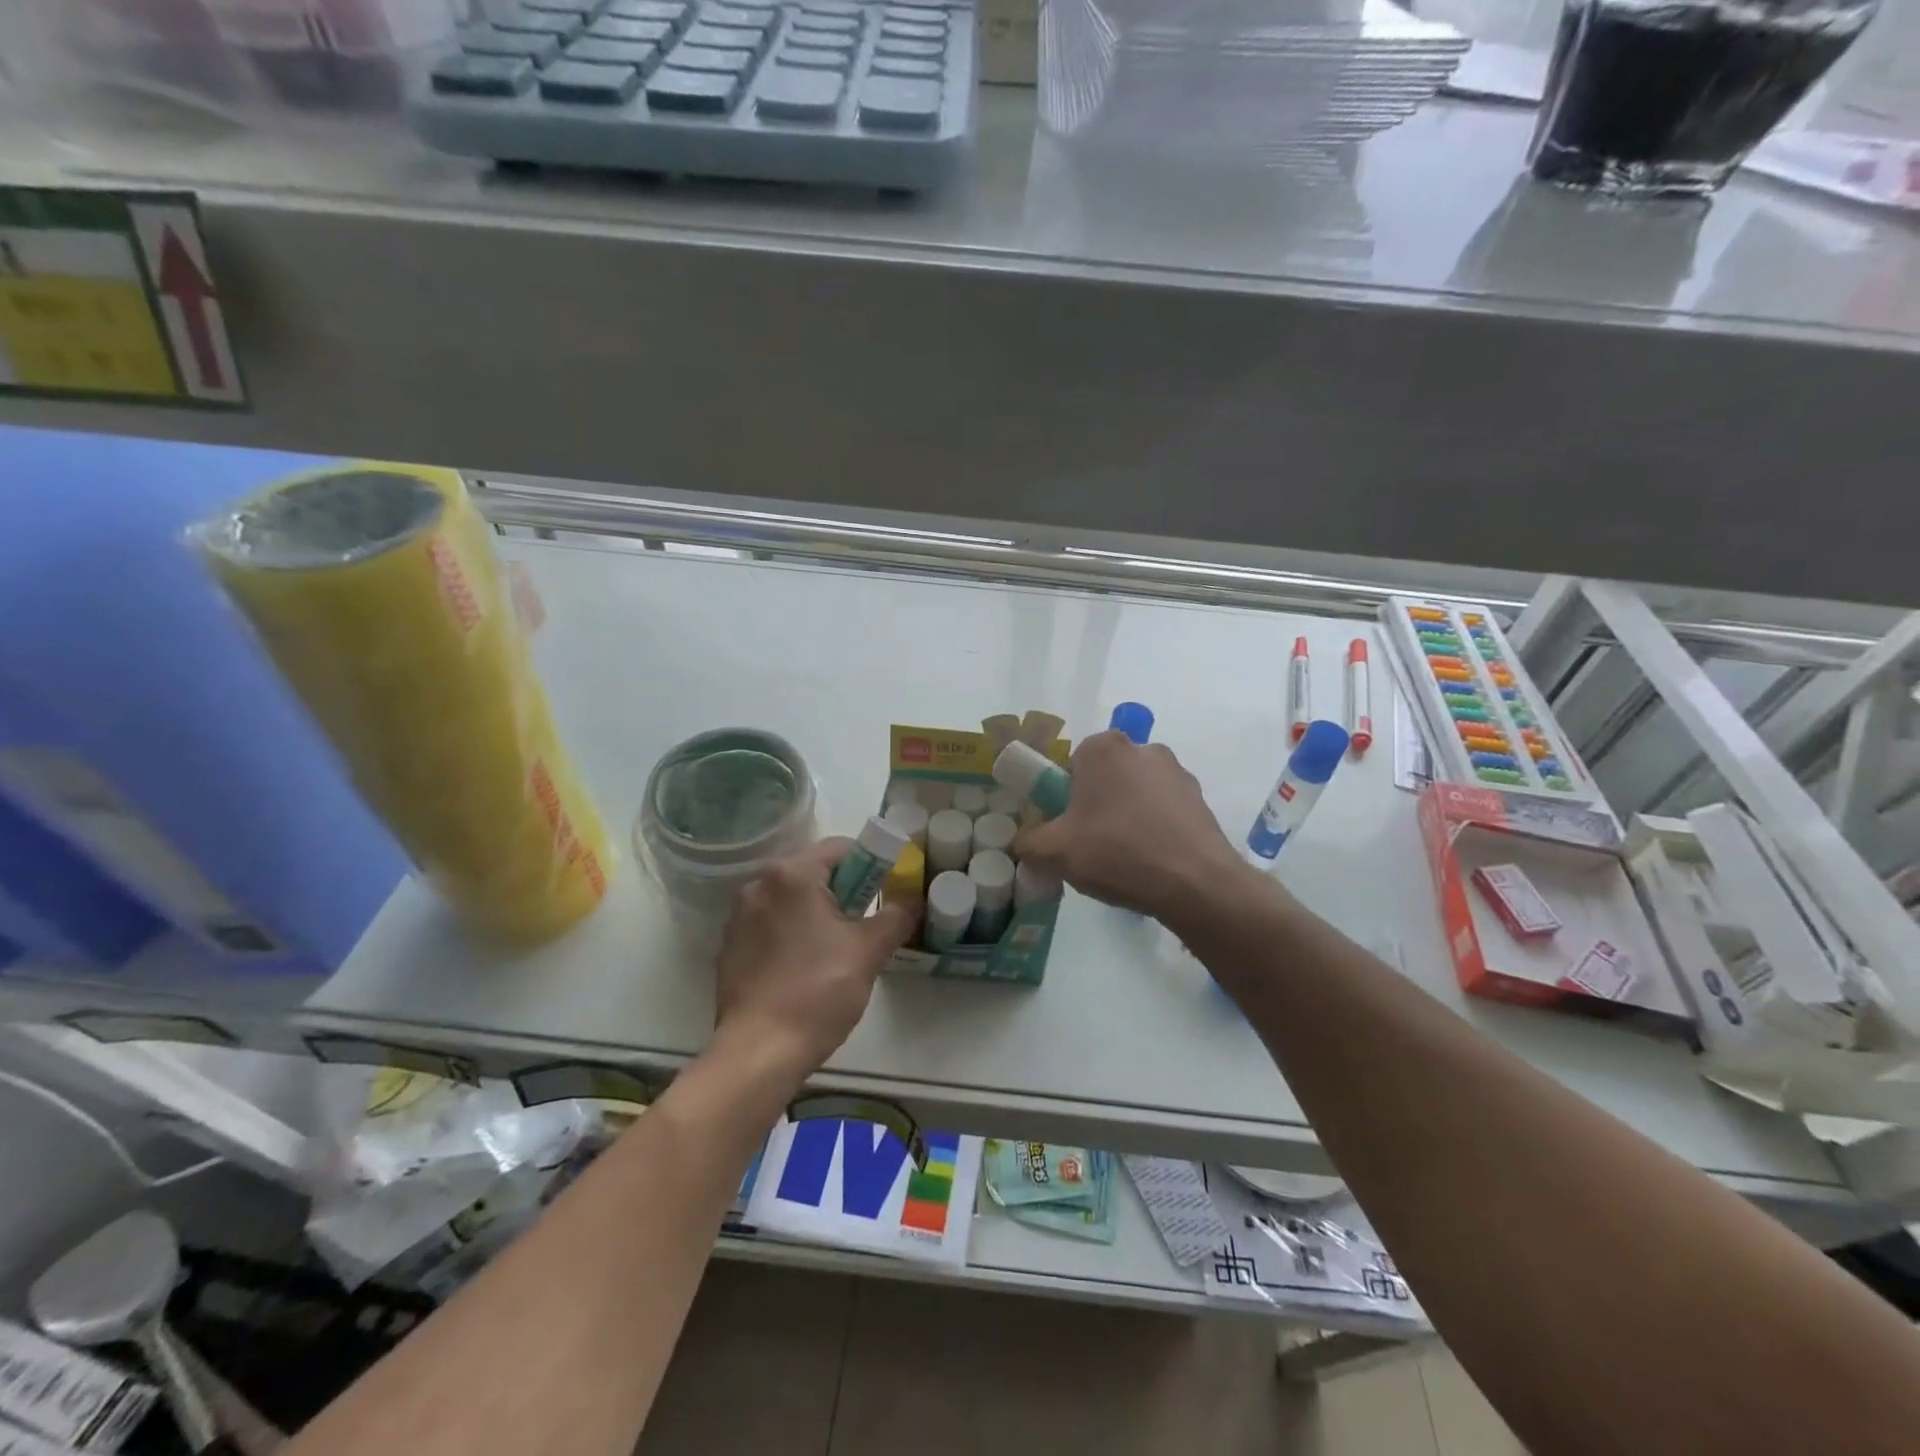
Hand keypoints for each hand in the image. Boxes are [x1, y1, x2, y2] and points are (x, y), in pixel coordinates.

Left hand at [712, 839, 917, 1082]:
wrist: (759, 1053)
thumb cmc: (817, 992)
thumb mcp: (868, 951)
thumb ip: (896, 917)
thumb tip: (913, 902)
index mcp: (791, 875)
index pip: (841, 848)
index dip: (872, 863)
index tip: (888, 890)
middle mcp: (758, 885)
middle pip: (814, 872)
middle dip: (846, 890)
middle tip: (867, 923)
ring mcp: (738, 917)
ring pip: (791, 900)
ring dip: (818, 912)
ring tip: (839, 949)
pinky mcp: (730, 948)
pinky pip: (771, 925)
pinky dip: (792, 933)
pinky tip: (806, 968)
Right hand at [1012, 731, 1253, 925]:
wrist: (1196, 884)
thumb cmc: (1118, 853)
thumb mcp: (1054, 852)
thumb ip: (1028, 843)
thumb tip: (1023, 844)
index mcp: (1104, 748)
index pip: (1070, 765)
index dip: (1062, 798)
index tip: (1065, 829)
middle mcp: (1143, 748)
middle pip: (1104, 777)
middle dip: (1095, 806)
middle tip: (1089, 846)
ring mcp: (1177, 773)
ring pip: (1135, 794)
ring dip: (1125, 817)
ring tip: (1123, 860)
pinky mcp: (1200, 800)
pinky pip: (1163, 811)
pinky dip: (1153, 829)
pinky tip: (1151, 862)